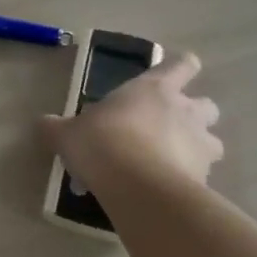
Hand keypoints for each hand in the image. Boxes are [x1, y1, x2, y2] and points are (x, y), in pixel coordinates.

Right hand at [41, 49, 223, 193]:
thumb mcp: (68, 134)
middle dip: (194, 114)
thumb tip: (43, 123)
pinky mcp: (206, 178)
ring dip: (198, 148)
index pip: (182, 65)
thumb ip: (57, 127)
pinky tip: (164, 191)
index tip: (174, 74)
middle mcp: (184, 111)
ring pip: (213, 141)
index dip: (181, 67)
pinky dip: (188, 180)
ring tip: (171, 162)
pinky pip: (202, 175)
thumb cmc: (102, 142)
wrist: (137, 187)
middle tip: (169, 127)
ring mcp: (200, 145)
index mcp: (153, 89)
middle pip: (207, 104)